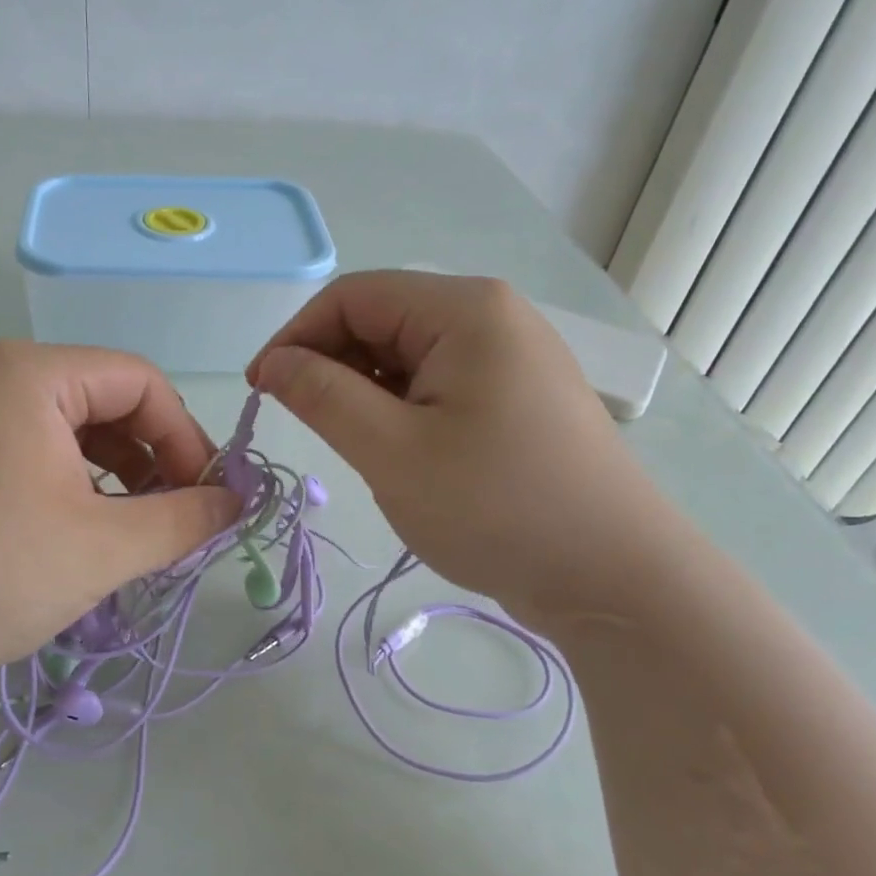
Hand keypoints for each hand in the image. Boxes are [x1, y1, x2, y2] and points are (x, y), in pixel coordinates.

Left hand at [0, 341, 239, 697]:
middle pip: (110, 402)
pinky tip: (89, 530)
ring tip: (138, 532)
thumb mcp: (104, 547)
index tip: (207, 499)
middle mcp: (0, 378)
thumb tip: (237, 502)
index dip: (186, 438)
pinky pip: (41, 452)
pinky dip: (80, 485)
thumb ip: (185, 519)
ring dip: (121, 476)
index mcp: (33, 374)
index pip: (141, 383)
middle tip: (177, 520)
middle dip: (154, 459)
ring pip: (77, 431)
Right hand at [249, 271, 673, 626]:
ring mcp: (511, 358)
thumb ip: (322, 396)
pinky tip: (399, 453)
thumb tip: (273, 363)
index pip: (353, 296)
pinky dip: (400, 409)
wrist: (615, 579)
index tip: (260, 389)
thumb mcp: (391, 451)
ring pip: (408, 357)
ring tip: (357, 447)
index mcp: (464, 310)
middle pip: (383, 320)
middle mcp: (492, 317)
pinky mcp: (517, 398)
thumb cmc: (496, 507)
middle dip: (330, 364)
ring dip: (364, 392)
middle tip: (304, 424)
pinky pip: (438, 385)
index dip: (296, 336)